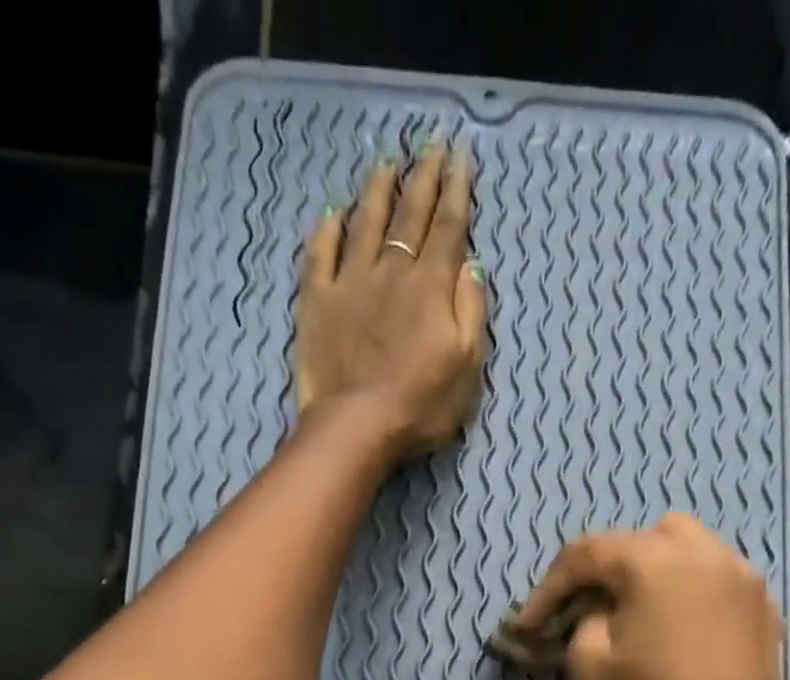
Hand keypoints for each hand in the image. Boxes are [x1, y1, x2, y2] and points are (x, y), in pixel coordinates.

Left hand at [295, 138, 487, 456]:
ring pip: (365, 223)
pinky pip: (321, 253)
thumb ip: (471, 311)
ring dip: (378, 191)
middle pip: (409, 215)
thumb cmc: (421, 404)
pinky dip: (328, 230)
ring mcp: (350, 282)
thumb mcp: (467, 365)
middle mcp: (392, 271)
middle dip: (423, 177)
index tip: (461, 156)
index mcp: (431, 286)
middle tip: (430, 145)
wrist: (357, 425)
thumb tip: (472, 266)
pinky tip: (333, 213)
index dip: (457, 190)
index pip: (448, 227)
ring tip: (386, 163)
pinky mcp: (317, 301)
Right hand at [514, 514, 789, 679]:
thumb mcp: (590, 667)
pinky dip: (686, 589)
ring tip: (633, 611)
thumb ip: (582, 621)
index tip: (528, 625)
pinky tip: (675, 627)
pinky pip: (713, 577)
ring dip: (649, 570)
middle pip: (639, 540)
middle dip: (604, 570)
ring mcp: (741, 575)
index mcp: (656, 560)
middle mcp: (704, 552)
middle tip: (584, 609)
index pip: (587, 554)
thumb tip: (598, 612)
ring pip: (683, 548)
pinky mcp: (762, 605)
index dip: (548, 588)